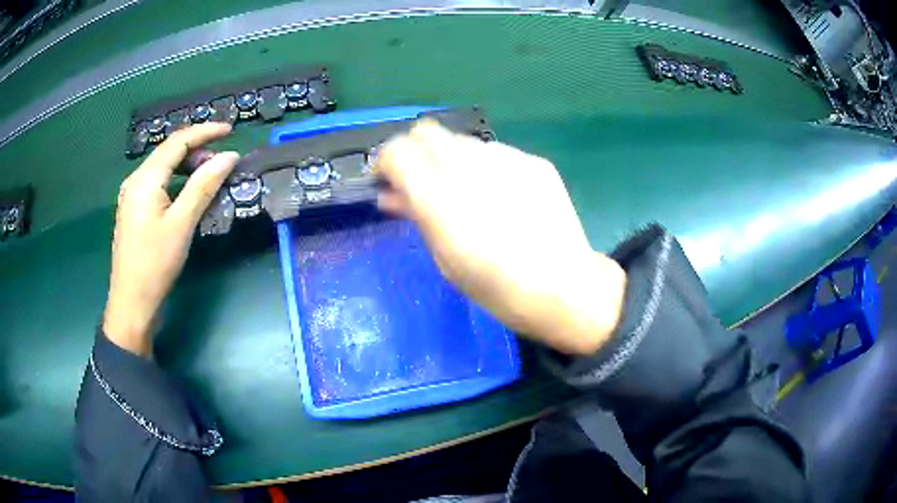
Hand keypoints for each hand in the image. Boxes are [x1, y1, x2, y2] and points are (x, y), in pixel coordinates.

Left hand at [103, 124, 238, 356]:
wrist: (131, 303)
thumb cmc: (155, 265)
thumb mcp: (181, 224)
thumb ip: (204, 186)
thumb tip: (229, 156)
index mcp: (145, 179)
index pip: (177, 142)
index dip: (205, 131)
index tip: (230, 130)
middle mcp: (135, 180)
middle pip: (168, 151)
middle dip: (196, 148)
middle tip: (221, 161)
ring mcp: (132, 195)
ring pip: (163, 167)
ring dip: (187, 165)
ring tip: (208, 176)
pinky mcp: (133, 210)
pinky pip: (157, 183)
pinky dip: (176, 180)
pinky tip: (187, 193)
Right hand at [376, 120, 626, 354]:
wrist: (565, 289)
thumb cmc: (497, 288)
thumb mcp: (445, 260)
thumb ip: (415, 216)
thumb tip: (391, 195)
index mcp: (441, 199)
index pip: (397, 151)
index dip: (385, 162)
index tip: (387, 182)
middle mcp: (471, 167)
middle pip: (426, 132)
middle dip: (414, 152)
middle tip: (420, 182)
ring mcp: (507, 159)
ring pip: (460, 140)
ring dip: (449, 159)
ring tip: (465, 192)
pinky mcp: (533, 161)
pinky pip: (494, 152)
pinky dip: (483, 166)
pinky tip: (499, 195)